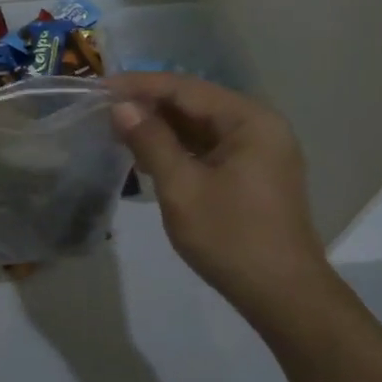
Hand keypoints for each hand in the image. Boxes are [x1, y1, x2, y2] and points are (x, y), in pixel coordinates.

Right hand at [108, 73, 329, 314]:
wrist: (282, 295)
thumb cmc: (231, 238)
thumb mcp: (182, 188)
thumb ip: (150, 141)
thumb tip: (121, 107)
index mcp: (249, 120)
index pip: (185, 88)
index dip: (139, 86)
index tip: (98, 87)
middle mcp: (259, 126)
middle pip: (195, 103)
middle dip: (149, 105)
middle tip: (103, 109)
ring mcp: (260, 150)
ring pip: (201, 126)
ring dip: (162, 127)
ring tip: (118, 129)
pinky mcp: (253, 173)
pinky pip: (210, 147)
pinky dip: (179, 148)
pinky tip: (148, 154)